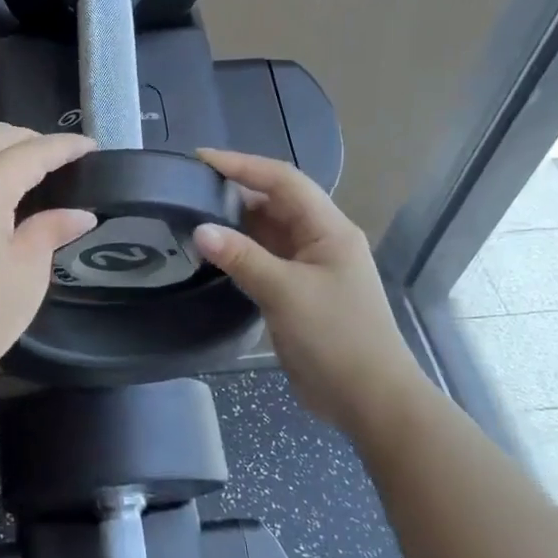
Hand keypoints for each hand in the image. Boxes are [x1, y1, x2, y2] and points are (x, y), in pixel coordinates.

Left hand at [0, 124, 96, 399]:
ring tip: (42, 174)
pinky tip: (8, 195)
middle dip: (35, 141)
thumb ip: (51, 229)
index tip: (92, 146)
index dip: (64, 147)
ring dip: (8, 154)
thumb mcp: (27, 272)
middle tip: (68, 160)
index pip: (30, 152)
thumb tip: (80, 214)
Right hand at [191, 148, 422, 433]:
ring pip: (268, 232)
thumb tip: (199, 229)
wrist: (369, 399)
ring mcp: (310, 268)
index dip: (242, 165)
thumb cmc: (336, 338)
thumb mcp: (286, 293)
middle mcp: (320, 240)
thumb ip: (242, 258)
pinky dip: (240, 253)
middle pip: (274, 202)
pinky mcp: (298, 293)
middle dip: (234, 191)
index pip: (283, 180)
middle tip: (187, 188)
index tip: (199, 159)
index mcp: (329, 229)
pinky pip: (265, 260)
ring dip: (235, 223)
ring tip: (191, 214)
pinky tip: (212, 253)